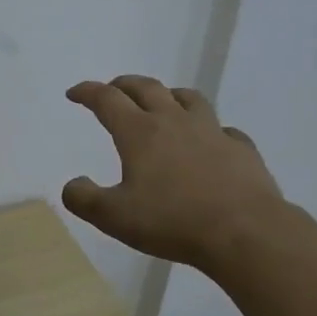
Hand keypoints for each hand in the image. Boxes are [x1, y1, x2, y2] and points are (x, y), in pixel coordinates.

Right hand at [62, 75, 288, 272]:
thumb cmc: (172, 222)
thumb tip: (72, 184)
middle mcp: (174, 121)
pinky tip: (209, 141)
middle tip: (113, 89)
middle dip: (124, 84)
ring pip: (188, 98)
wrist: (244, 231)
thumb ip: (84, 199)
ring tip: (162, 101)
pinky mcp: (241, 148)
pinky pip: (223, 129)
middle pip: (146, 88)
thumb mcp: (113, 217)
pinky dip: (208, 129)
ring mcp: (212, 131)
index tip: (74, 93)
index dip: (87, 92)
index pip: (107, 100)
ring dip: (168, 94)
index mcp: (140, 133)